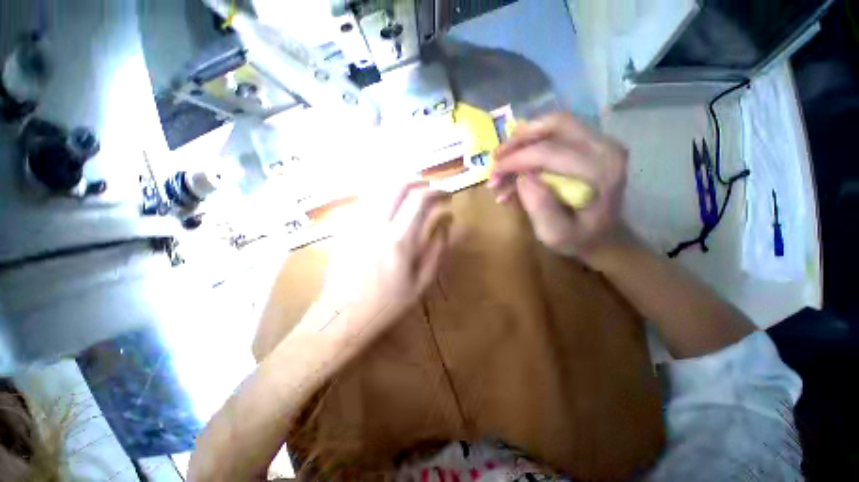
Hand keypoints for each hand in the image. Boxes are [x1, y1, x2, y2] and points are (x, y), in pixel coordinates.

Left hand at [314, 182, 451, 340]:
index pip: (420, 200)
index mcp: (399, 241)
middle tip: (430, 189)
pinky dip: (384, 194)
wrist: (342, 315)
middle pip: (399, 185)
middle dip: (419, 181)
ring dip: (400, 185)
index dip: (437, 192)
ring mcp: (357, 223)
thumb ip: (437, 249)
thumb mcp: (421, 283)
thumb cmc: (386, 304)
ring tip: (413, 193)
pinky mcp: (346, 226)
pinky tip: (391, 204)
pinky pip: (367, 200)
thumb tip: (446, 223)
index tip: (447, 196)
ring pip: (380, 188)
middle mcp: (377, 225)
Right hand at [490, 113, 627, 264]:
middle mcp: (605, 149)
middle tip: (496, 157)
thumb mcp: (556, 235)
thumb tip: (523, 178)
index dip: (516, 159)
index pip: (549, 152)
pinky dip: (533, 143)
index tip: (493, 172)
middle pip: (555, 125)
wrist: (604, 236)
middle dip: (518, 140)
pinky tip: (517, 164)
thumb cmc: (579, 239)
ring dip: (524, 138)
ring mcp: (601, 142)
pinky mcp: (592, 143)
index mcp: (599, 172)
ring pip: (555, 123)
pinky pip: (558, 132)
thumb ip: (540, 208)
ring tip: (503, 159)